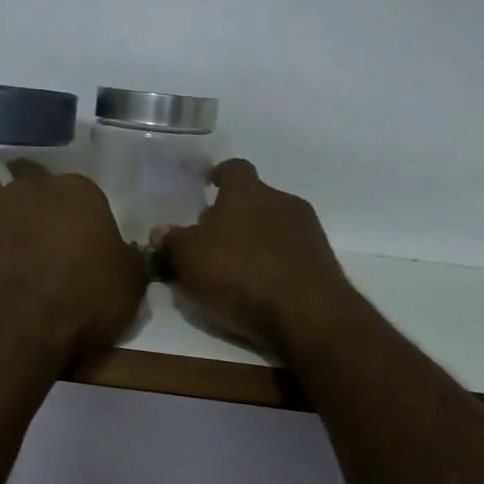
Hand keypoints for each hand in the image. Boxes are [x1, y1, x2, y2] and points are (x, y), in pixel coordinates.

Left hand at [0, 164, 146, 368]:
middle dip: (44, 225)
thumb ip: (126, 259)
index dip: (87, 229)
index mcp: (75, 191)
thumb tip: (121, 253)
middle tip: (53, 265)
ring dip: (10, 243)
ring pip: (2, 223)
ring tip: (18, 284)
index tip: (89, 258)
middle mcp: (25, 191)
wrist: (9, 333)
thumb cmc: (80, 302)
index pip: (86, 200)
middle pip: (38, 202)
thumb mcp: (130, 286)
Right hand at [153, 160, 356, 358]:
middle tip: (212, 240)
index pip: (234, 168)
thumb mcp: (188, 259)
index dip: (219, 175)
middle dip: (234, 215)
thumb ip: (171, 242)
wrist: (306, 314)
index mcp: (247, 192)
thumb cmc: (239, 274)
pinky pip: (290, 253)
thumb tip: (161, 232)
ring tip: (235, 268)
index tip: (208, 184)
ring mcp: (307, 231)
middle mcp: (282, 201)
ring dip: (255, 240)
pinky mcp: (322, 262)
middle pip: (254, 199)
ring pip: (274, 226)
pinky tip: (260, 287)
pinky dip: (274, 263)